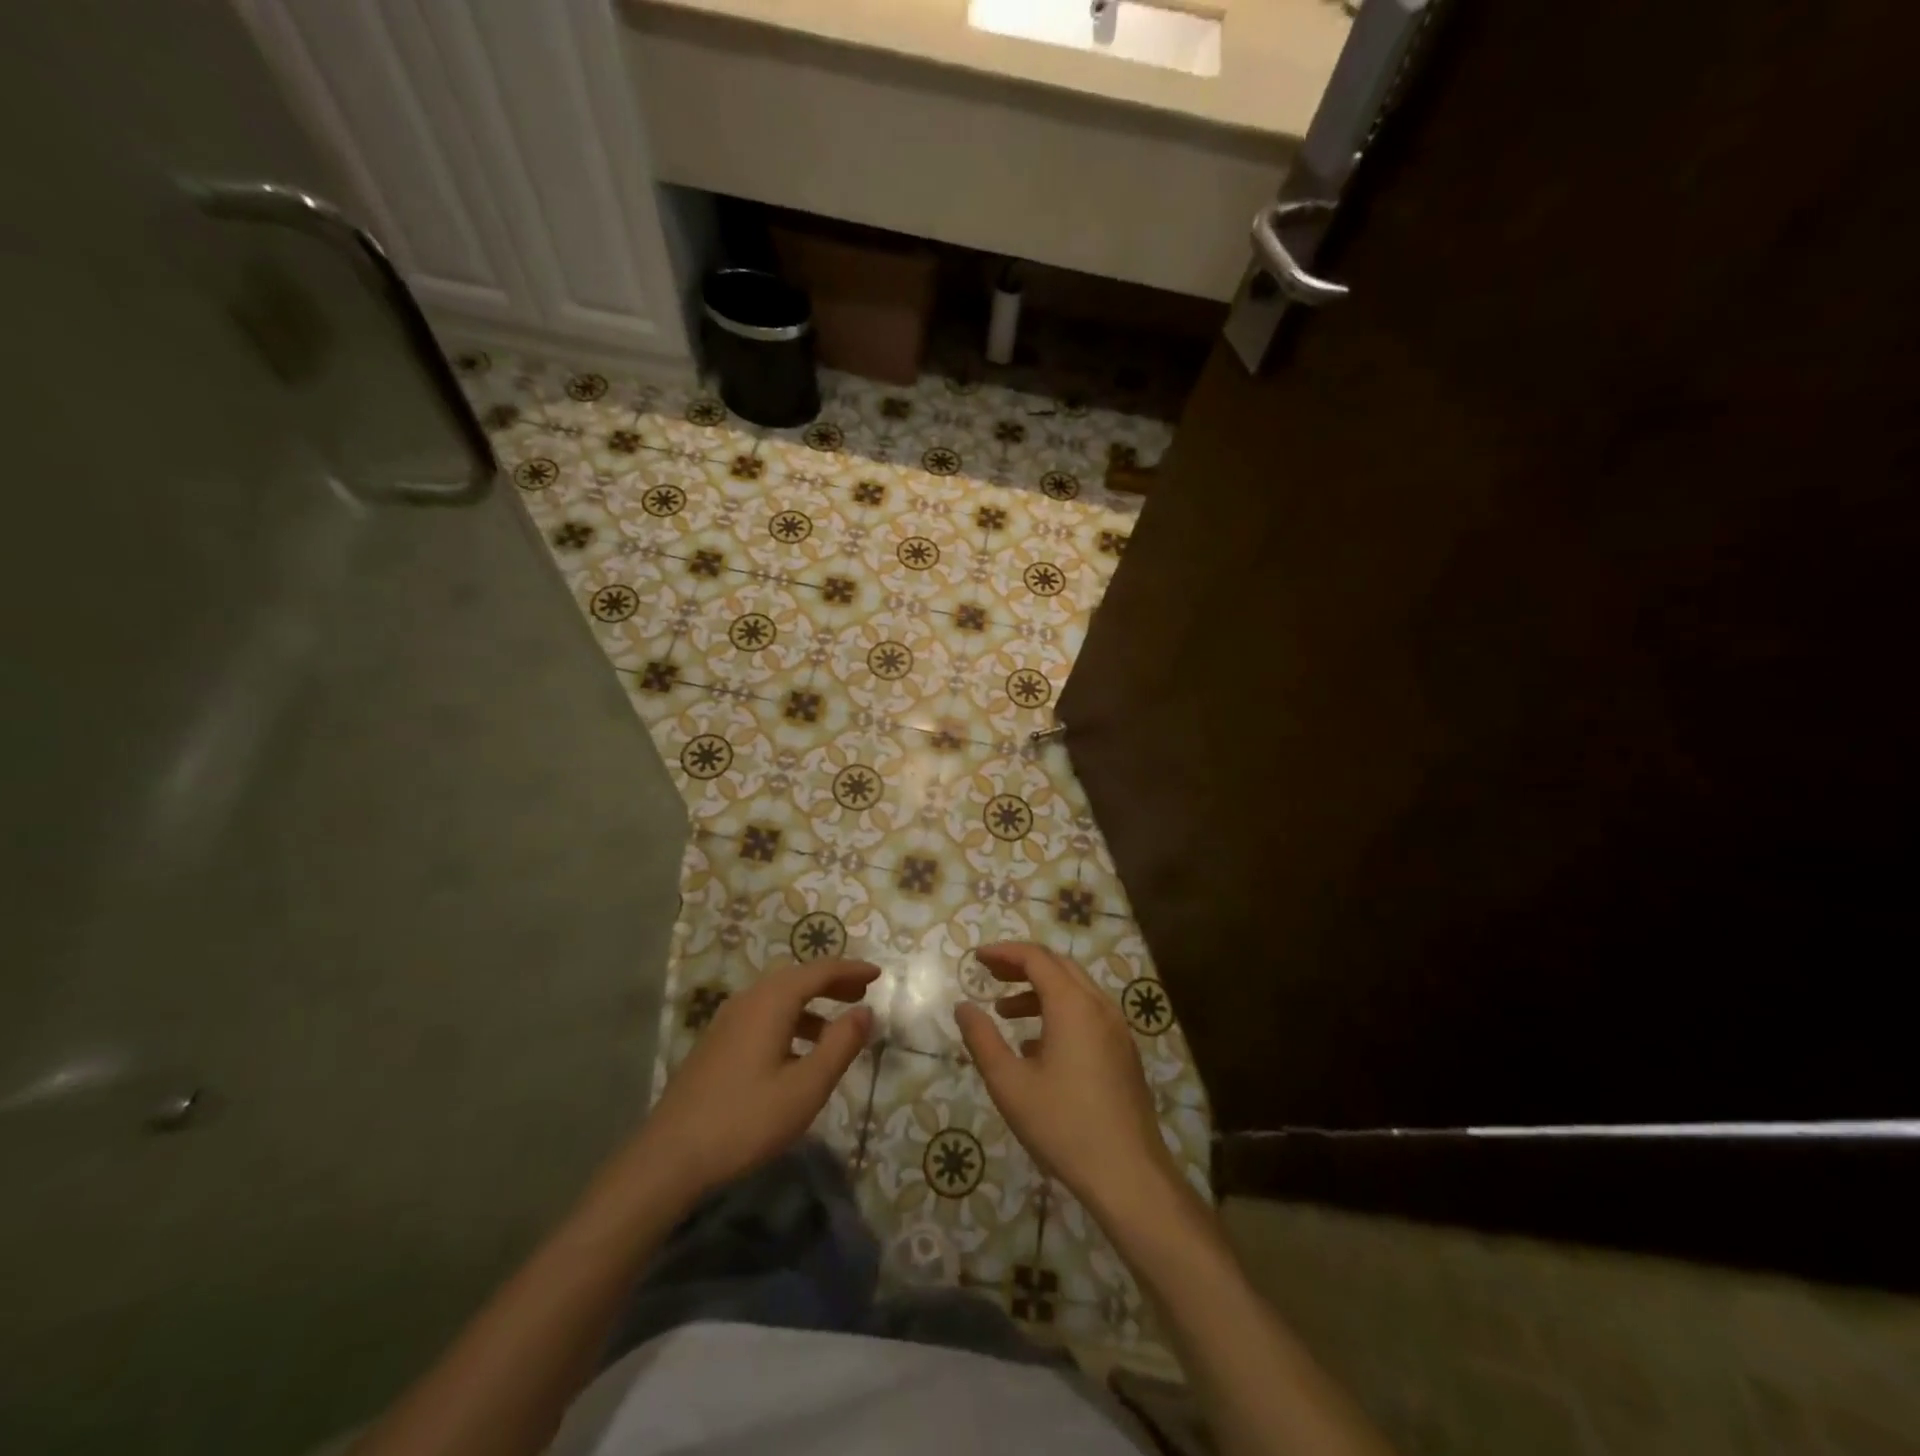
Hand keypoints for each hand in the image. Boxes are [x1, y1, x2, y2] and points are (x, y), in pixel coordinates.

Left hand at [637, 958, 878, 1199]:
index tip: (877, 976)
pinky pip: (762, 1014)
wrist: (670, 1158)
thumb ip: (840, 1045)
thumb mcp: (806, 1088)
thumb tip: (866, 1012)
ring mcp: (726, 1021)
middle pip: (796, 978)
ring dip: (811, 1003)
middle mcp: (748, 1001)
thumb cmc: (745, 1121)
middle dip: (832, 983)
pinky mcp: (716, 1043)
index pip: (818, 971)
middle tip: (862, 994)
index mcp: (771, 1002)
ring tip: (836, 1027)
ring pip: (777, 997)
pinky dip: (790, 1019)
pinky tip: (797, 1052)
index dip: (851, 970)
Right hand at [954, 942, 1176, 1214]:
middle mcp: (1099, 1006)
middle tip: (989, 974)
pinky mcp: (1124, 1051)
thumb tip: (963, 1007)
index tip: (976, 958)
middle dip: (1021, 965)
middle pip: (1058, 966)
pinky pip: (1088, 1013)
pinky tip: (1036, 1046)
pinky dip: (1059, 1012)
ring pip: (1075, 990)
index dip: (1003, 952)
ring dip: (1039, 990)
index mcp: (1072, 1005)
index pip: (1036, 958)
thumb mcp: (1010, 1084)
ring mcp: (1116, 1028)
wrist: (1128, 1174)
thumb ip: (982, 1039)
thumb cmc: (1063, 1125)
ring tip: (1005, 1011)